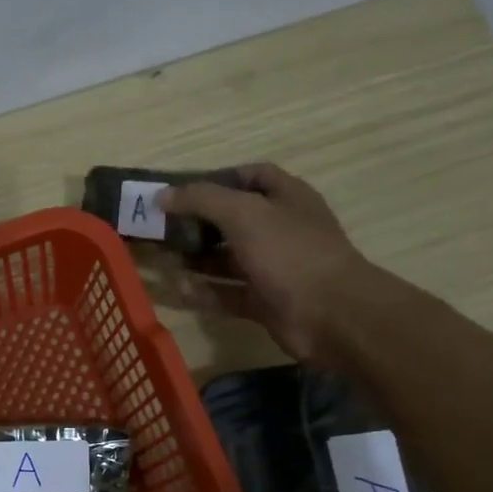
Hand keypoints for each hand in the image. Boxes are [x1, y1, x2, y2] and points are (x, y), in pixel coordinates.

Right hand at [160, 163, 376, 365]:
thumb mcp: (243, 213)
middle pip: (233, 220)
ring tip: (163, 259)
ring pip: (228, 259)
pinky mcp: (265, 302)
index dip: (216, 179)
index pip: (250, 176)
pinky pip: (229, 294)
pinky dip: (206, 292)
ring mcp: (274, 268)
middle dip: (198, 222)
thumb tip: (162, 195)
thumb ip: (201, 199)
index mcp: (285, 198)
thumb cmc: (289, 252)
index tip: (181, 191)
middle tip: (162, 228)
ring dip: (197, 259)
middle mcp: (281, 229)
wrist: (330, 315)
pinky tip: (180, 290)